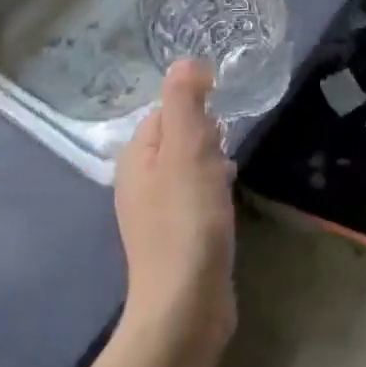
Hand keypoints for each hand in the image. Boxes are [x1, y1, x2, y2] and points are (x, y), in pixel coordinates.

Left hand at [115, 60, 236, 358]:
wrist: (185, 305)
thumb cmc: (188, 219)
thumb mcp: (188, 148)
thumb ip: (184, 100)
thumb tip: (185, 61)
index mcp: (136, 156)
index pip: (165, 110)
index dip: (195, 108)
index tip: (221, 124)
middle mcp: (138, 182)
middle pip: (176, 138)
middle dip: (205, 137)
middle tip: (226, 152)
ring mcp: (153, 213)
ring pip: (186, 168)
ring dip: (211, 163)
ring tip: (230, 175)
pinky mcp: (174, 238)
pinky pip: (193, 198)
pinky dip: (211, 191)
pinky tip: (226, 204)